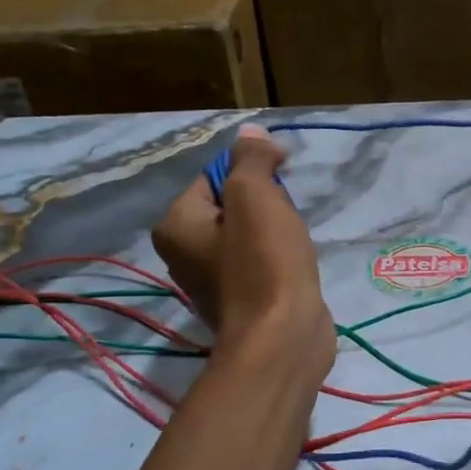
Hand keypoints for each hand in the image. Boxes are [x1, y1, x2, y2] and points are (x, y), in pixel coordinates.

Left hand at [151, 125, 335, 383]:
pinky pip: (259, 262)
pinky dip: (278, 258)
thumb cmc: (264, 261)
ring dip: (274, 231)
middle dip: (264, 204)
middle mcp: (183, 253)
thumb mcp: (255, 195)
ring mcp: (211, 282)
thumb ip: (250, 159)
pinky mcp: (241, 302)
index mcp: (176, 225)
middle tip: (285, 216)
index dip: (251, 170)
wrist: (283, 336)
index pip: (213, 177)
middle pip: (230, 206)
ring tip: (292, 243)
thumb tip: (250, 134)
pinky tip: (294, 265)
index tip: (281, 178)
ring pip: (248, 235)